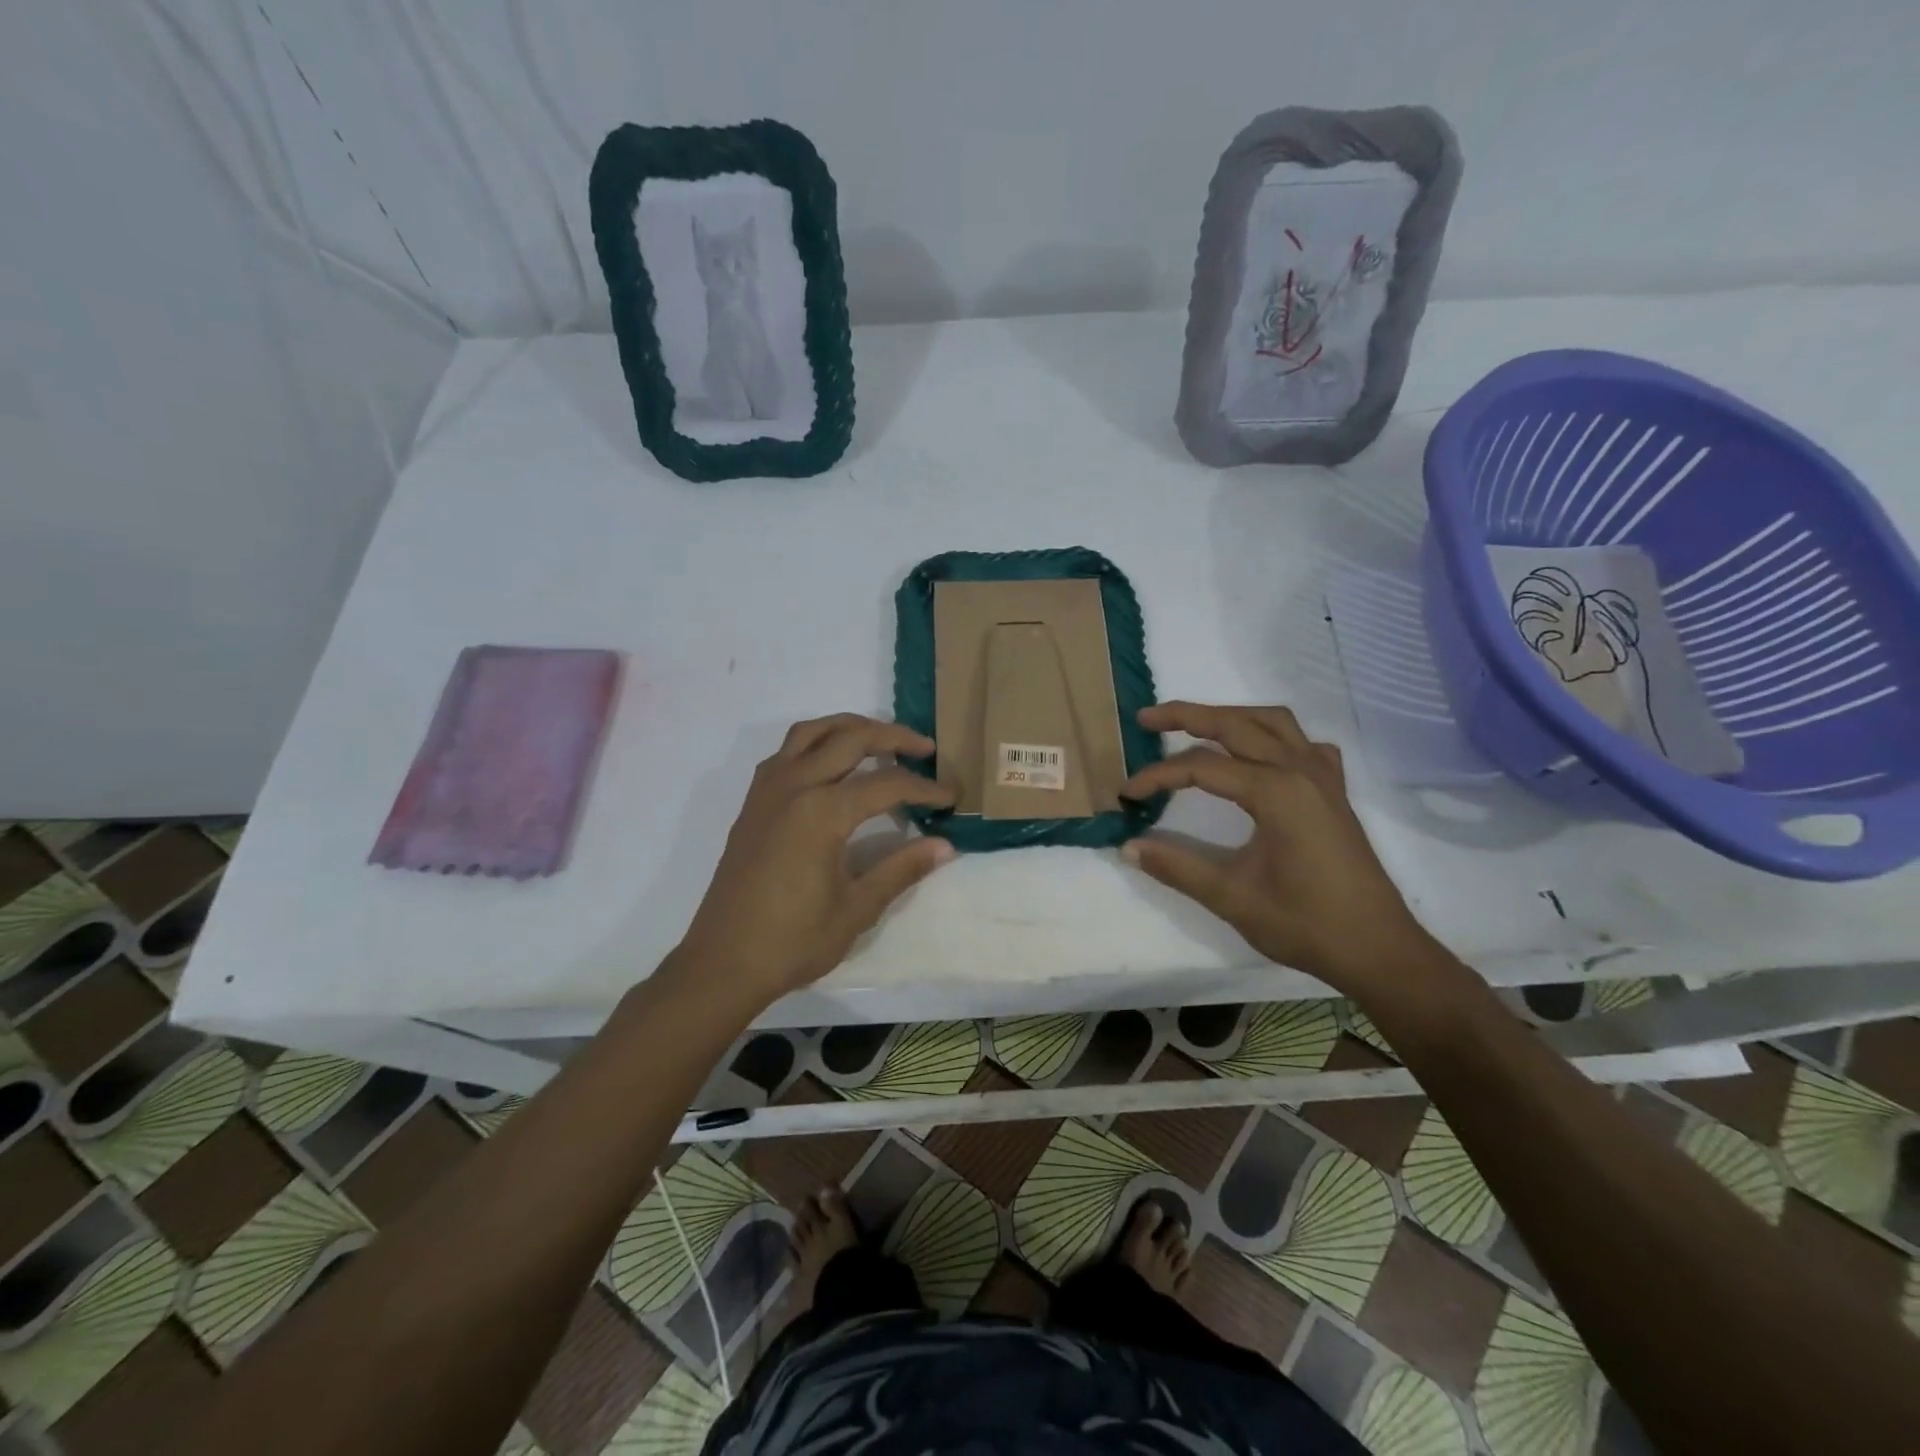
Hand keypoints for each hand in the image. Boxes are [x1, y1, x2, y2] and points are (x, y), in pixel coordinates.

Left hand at [671, 714, 956, 1002]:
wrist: (722, 963)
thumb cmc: (793, 941)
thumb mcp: (857, 909)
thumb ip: (901, 869)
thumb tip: (945, 846)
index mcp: (822, 812)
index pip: (887, 784)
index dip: (925, 788)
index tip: (951, 796)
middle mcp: (794, 786)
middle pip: (850, 738)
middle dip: (894, 737)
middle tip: (926, 748)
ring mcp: (767, 790)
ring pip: (812, 732)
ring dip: (850, 727)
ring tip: (880, 741)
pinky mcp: (753, 802)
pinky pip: (787, 751)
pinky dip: (816, 743)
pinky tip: (832, 766)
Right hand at [1120, 702, 1432, 992]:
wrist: (1378, 949)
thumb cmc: (1306, 924)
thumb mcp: (1232, 897)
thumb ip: (1177, 866)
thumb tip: (1128, 847)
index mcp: (1275, 792)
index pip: (1201, 767)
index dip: (1158, 776)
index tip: (1127, 794)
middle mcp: (1300, 770)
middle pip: (1235, 724)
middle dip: (1187, 716)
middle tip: (1146, 719)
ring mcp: (1323, 777)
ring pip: (1272, 722)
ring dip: (1231, 716)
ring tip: (1195, 726)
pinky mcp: (1334, 792)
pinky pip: (1304, 744)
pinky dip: (1275, 736)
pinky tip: (1261, 755)